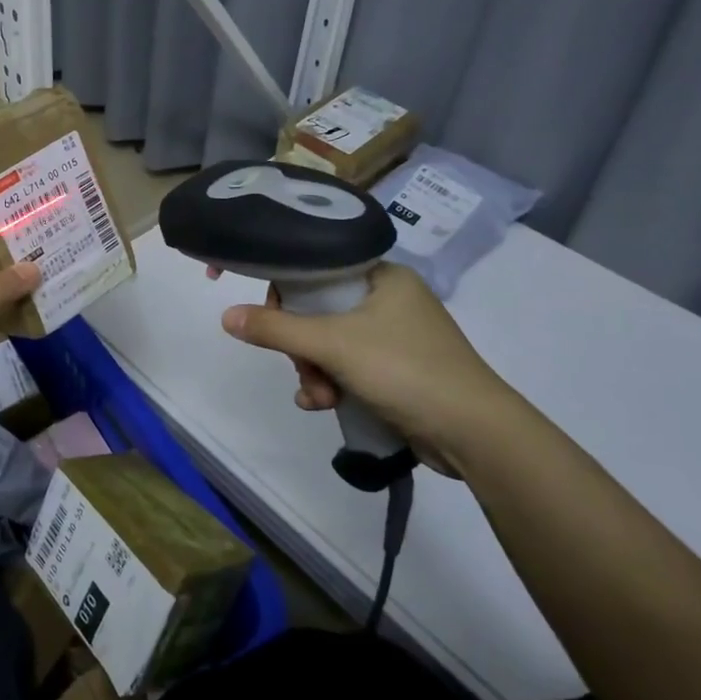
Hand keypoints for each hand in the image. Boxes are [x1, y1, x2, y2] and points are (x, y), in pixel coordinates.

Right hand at [219, 263, 534, 477]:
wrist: (475, 433)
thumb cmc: (405, 369)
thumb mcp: (334, 345)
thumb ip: (276, 329)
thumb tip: (226, 316)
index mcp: (381, 275)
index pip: (316, 266)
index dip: (283, 286)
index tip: (261, 311)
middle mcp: (387, 298)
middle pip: (317, 309)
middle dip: (301, 345)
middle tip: (301, 365)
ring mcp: (393, 336)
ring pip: (328, 342)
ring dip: (313, 370)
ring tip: (319, 396)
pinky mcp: (396, 369)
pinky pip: (346, 366)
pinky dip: (330, 383)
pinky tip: (322, 405)